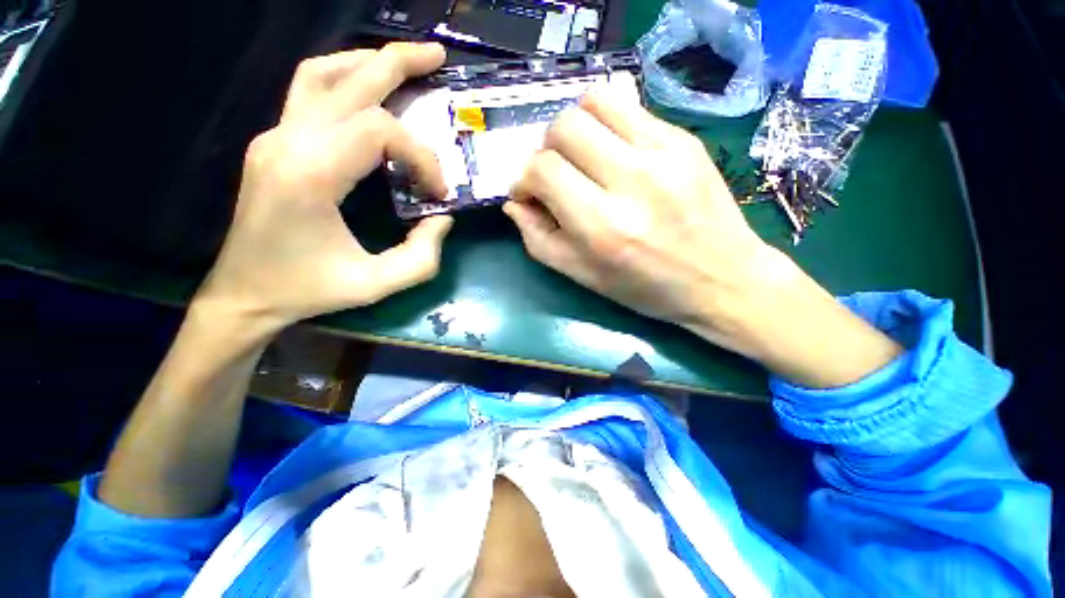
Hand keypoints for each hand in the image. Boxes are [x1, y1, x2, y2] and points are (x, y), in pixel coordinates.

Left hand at [195, 43, 452, 332]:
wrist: (243, 294)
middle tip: (437, 57)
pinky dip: (346, 80)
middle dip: (399, 64)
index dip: (422, 156)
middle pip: (349, 80)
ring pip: (322, 74)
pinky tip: (369, 89)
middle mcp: (287, 141)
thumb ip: (422, 256)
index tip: (439, 192)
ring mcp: (274, 136)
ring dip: (368, 62)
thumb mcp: (377, 284)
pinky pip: (310, 92)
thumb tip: (442, 218)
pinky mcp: (274, 143)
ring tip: (405, 63)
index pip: (378, 132)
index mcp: (310, 174)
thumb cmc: (308, 290)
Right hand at [505, 91, 901, 386]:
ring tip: (581, 156)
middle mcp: (631, 181)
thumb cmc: (646, 288)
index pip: (543, 171)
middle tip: (556, 175)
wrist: (722, 279)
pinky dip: (607, 124)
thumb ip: (539, 240)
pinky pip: (629, 108)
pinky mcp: (684, 139)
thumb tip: (515, 203)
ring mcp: (664, 152)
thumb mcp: (583, 276)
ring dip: (575, 127)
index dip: (524, 180)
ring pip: (594, 101)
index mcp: (602, 227)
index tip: (530, 195)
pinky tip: (613, 152)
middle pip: (564, 127)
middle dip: (546, 150)